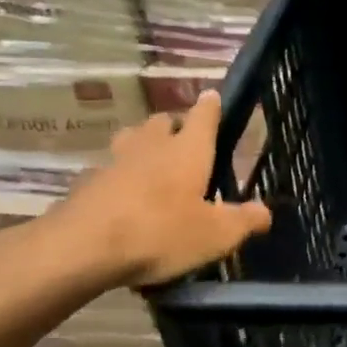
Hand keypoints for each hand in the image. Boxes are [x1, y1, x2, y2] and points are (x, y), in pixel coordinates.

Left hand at [42, 92, 272, 288]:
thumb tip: (265, 211)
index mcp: (188, 150)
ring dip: (143, 145)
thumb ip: (244, 221)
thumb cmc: (161, 232)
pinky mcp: (85, 184)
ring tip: (152, 165)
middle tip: (185, 144)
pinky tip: (124, 199)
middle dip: (175, 127)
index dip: (211, 106)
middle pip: (163, 122)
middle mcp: (152, 146)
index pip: (204, 115)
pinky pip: (107, 171)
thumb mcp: (216, 235)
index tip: (213, 97)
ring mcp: (114, 162)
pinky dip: (118, 177)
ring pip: (131, 140)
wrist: (80, 249)